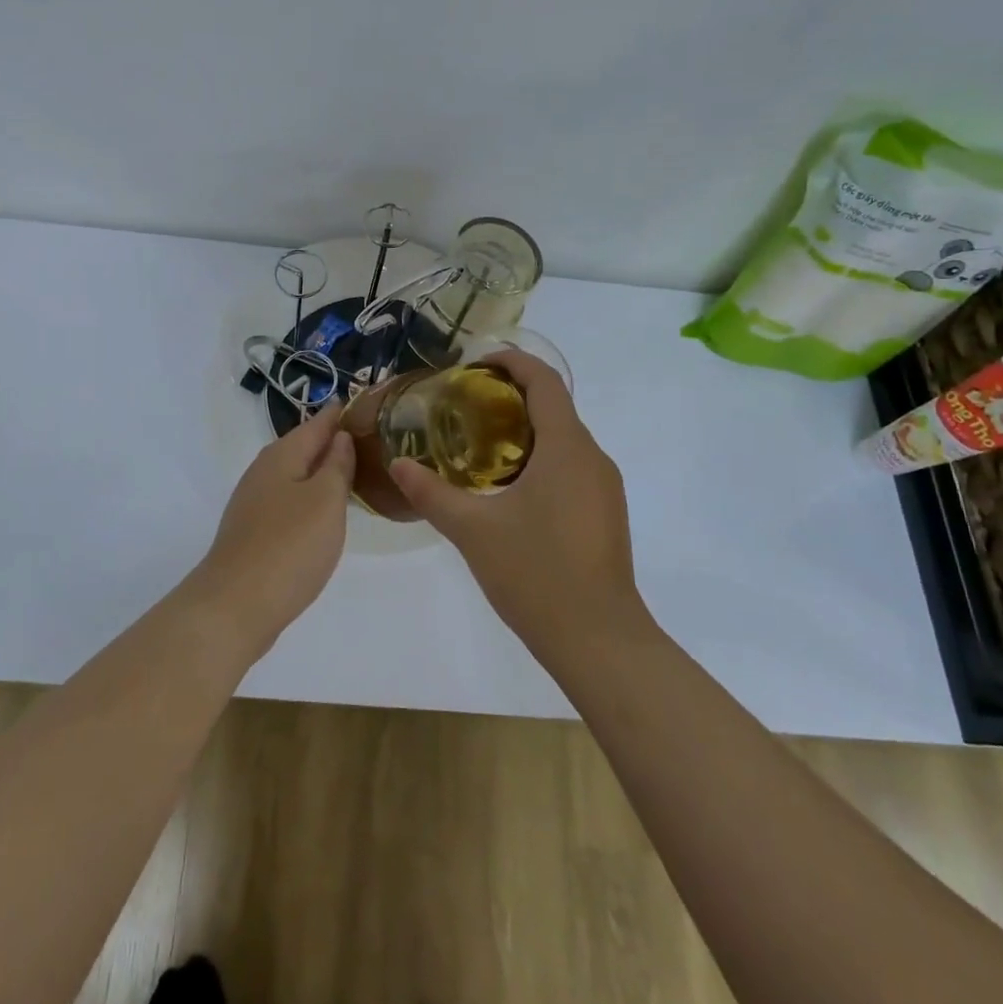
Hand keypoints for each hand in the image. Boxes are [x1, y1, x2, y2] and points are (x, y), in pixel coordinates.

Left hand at [190, 405, 353, 654]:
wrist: (234, 606)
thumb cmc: (289, 546)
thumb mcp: (326, 500)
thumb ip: (337, 465)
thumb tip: (341, 436)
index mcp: (282, 455)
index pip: (318, 422)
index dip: (342, 413)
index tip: (370, 405)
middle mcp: (264, 471)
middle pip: (304, 446)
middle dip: (333, 442)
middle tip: (371, 441)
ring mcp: (254, 502)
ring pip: (295, 475)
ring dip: (321, 471)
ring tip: (355, 474)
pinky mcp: (253, 531)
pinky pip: (288, 500)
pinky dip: (310, 498)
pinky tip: (324, 514)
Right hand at [388, 351, 642, 655]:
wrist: (599, 641)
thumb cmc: (537, 574)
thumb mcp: (473, 531)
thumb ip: (432, 494)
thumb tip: (397, 465)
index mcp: (567, 448)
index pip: (544, 382)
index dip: (513, 362)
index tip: (477, 363)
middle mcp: (592, 458)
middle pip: (554, 407)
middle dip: (512, 396)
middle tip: (465, 405)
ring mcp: (604, 488)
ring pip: (564, 440)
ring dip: (526, 430)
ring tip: (480, 445)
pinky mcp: (605, 514)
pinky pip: (572, 467)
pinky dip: (540, 459)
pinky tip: (509, 489)